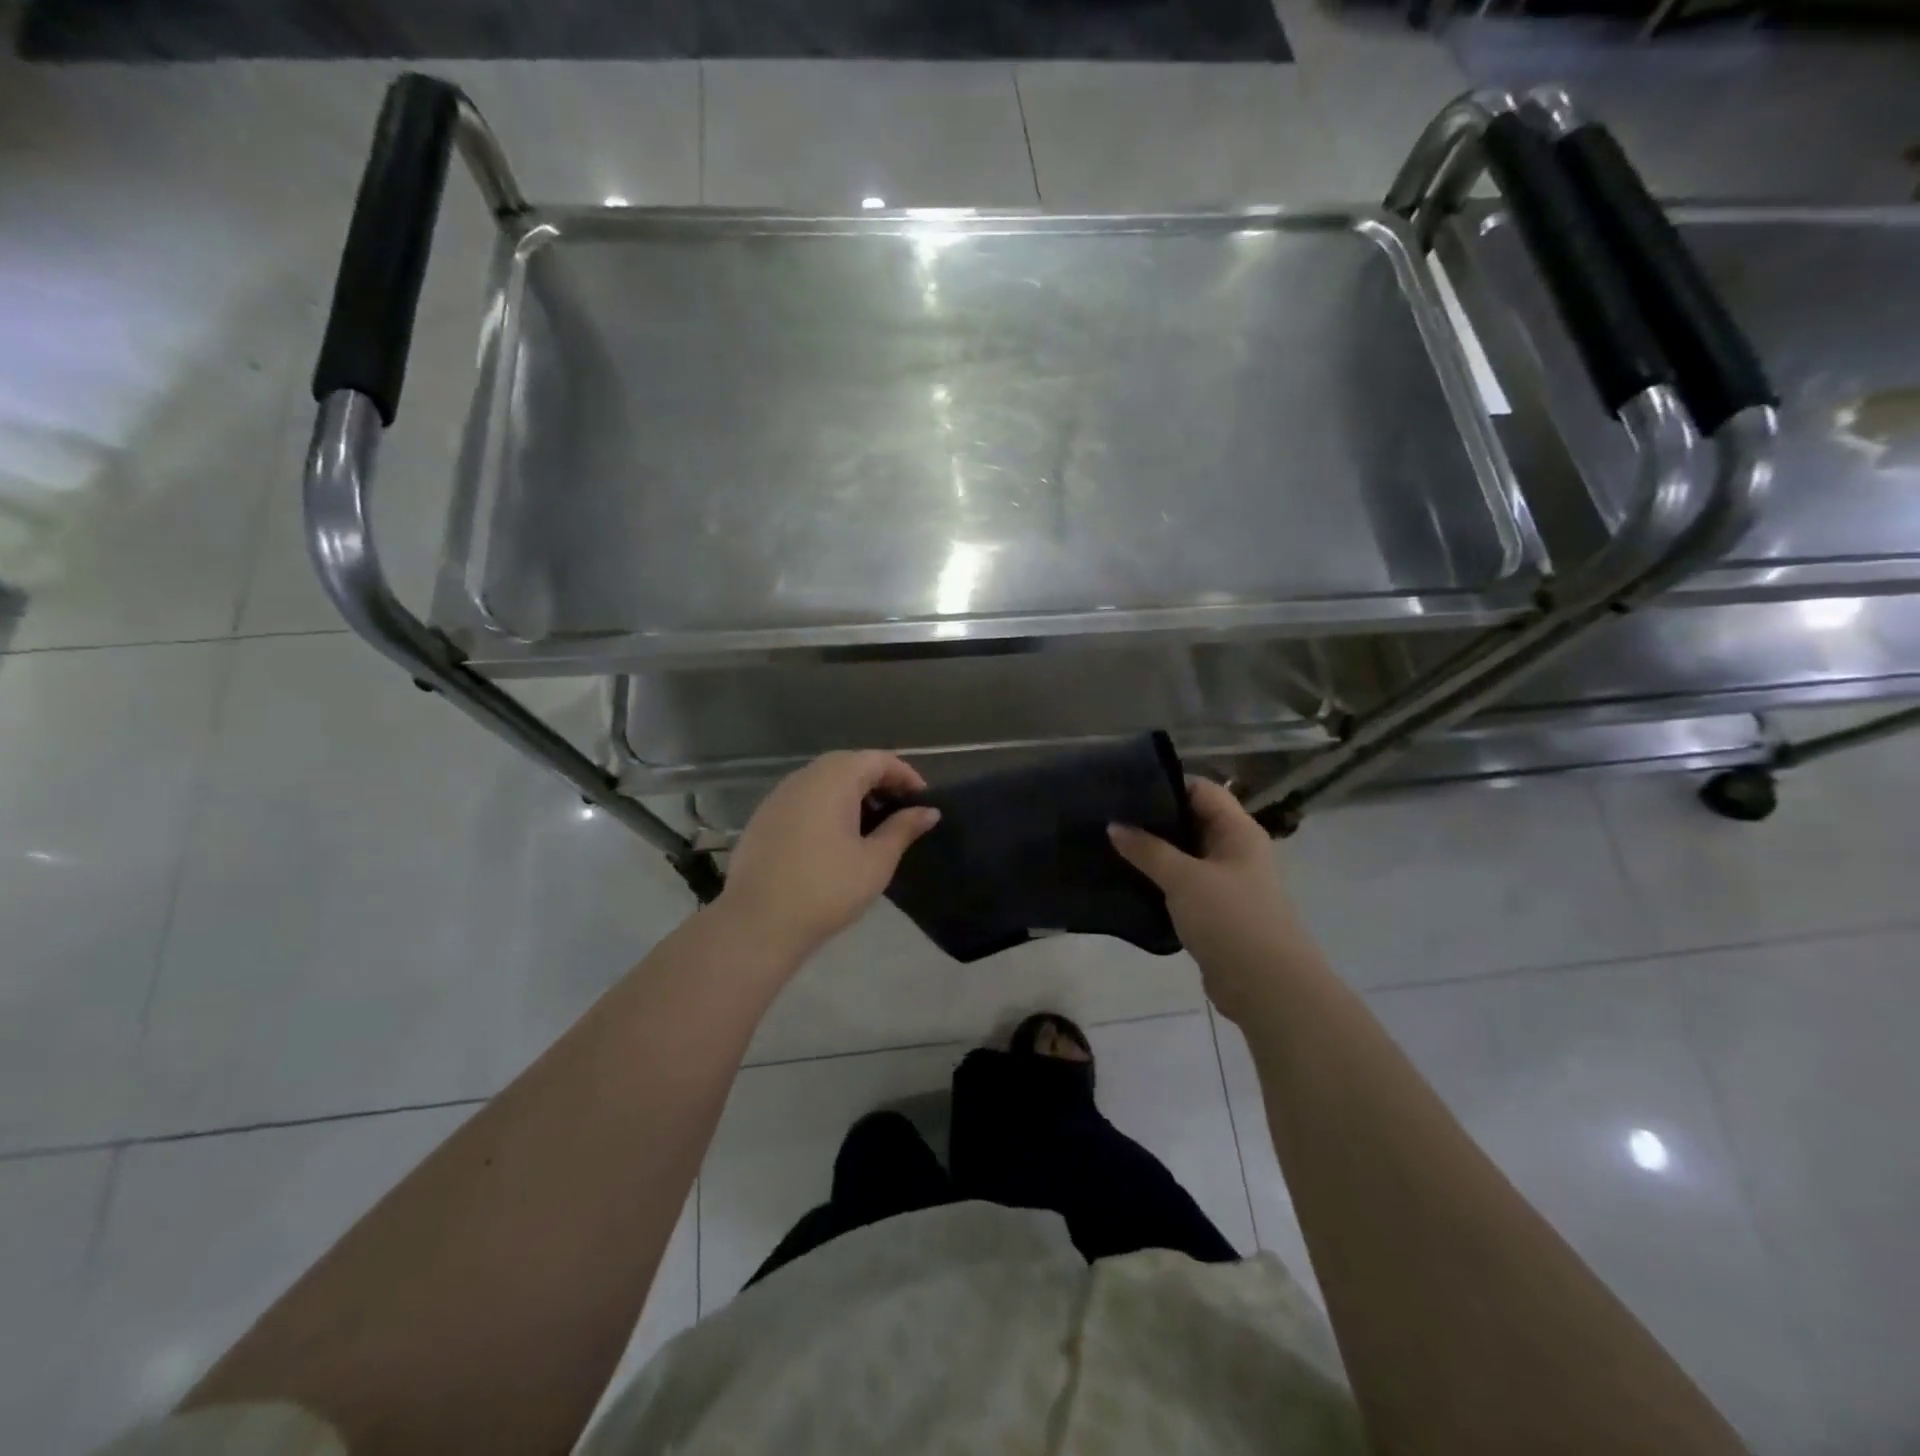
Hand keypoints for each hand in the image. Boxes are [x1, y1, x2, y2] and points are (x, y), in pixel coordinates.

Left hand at [718, 751, 940, 963]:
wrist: (757, 923)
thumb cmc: (827, 889)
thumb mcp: (876, 861)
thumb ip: (902, 829)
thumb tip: (928, 811)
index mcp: (834, 780)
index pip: (876, 759)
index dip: (904, 774)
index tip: (922, 799)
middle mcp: (804, 778)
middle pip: (848, 764)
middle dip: (878, 780)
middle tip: (899, 809)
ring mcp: (778, 796)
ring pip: (822, 780)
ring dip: (850, 792)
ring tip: (870, 825)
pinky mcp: (762, 818)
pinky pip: (802, 798)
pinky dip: (826, 806)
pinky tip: (834, 838)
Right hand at [1109, 780, 1314, 1024]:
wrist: (1266, 987)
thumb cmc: (1230, 919)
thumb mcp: (1184, 878)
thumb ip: (1147, 850)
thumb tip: (1114, 825)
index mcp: (1238, 831)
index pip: (1200, 789)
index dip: (1164, 784)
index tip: (1124, 787)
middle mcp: (1235, 850)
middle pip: (1191, 821)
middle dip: (1152, 819)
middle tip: (1108, 816)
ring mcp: (1226, 882)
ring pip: (1184, 855)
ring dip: (1153, 852)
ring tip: (1110, 845)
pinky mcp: (1215, 911)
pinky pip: (1183, 885)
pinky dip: (1159, 881)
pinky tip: (1127, 880)